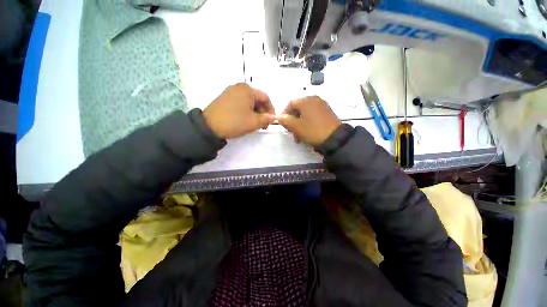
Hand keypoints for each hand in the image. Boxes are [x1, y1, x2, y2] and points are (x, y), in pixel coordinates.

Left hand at [203, 83, 275, 138]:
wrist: (209, 126)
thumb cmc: (235, 122)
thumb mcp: (254, 122)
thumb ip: (266, 119)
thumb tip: (273, 117)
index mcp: (248, 90)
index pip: (265, 98)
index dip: (271, 109)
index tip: (272, 120)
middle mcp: (239, 87)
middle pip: (256, 99)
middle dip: (262, 112)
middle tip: (263, 124)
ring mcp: (230, 92)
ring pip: (248, 102)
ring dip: (255, 112)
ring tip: (255, 124)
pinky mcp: (224, 98)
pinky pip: (240, 103)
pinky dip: (246, 111)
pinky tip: (245, 120)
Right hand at [278, 96, 341, 145]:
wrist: (335, 138)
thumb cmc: (313, 131)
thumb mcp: (296, 127)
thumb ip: (285, 120)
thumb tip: (278, 117)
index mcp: (306, 100)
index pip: (290, 103)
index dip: (284, 113)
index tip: (282, 124)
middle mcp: (314, 99)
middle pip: (298, 109)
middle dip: (292, 121)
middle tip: (291, 132)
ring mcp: (322, 106)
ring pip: (305, 113)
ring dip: (299, 124)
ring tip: (299, 136)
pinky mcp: (327, 112)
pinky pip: (313, 115)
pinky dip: (307, 123)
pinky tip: (307, 133)